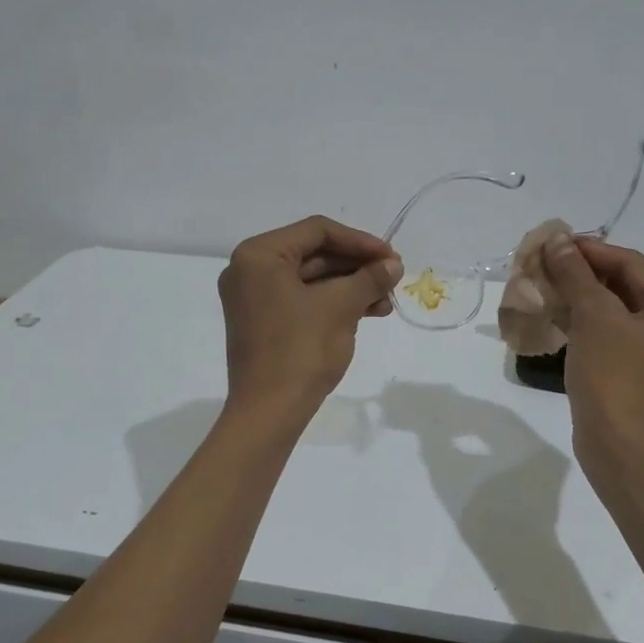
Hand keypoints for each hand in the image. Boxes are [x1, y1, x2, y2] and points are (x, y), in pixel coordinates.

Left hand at [218, 216, 403, 422]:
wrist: (269, 412)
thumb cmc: (301, 350)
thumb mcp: (341, 307)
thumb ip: (369, 278)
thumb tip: (394, 264)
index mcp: (258, 255)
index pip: (317, 231)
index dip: (359, 241)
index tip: (391, 257)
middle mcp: (249, 269)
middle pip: (313, 253)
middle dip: (357, 266)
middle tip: (393, 277)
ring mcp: (254, 297)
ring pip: (311, 279)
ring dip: (350, 286)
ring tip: (386, 301)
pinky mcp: (263, 321)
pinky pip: (302, 299)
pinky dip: (333, 303)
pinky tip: (368, 312)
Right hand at [538, 234, 643, 451]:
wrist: (620, 446)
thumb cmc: (612, 374)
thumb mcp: (592, 316)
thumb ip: (575, 273)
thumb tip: (558, 239)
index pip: (630, 263)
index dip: (589, 250)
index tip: (552, 243)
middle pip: (627, 285)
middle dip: (584, 274)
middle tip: (546, 266)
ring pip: (619, 311)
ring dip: (583, 297)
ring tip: (547, 288)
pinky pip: (616, 334)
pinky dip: (589, 323)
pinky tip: (559, 319)